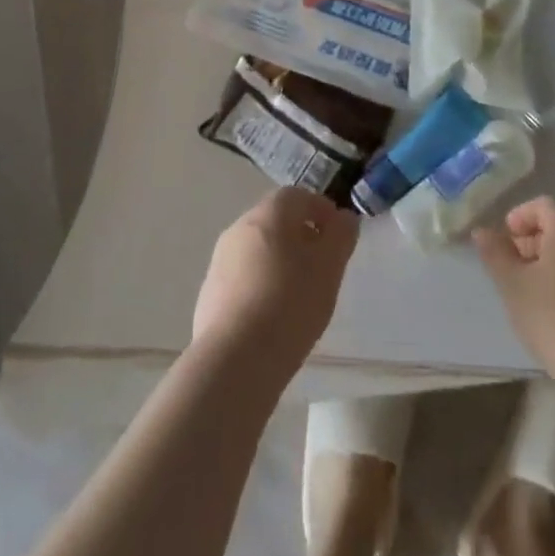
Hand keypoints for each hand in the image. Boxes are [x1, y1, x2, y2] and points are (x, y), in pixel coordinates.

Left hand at [192, 187, 358, 376]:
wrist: (234, 359)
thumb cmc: (290, 304)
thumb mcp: (329, 269)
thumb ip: (340, 237)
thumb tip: (344, 218)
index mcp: (269, 213)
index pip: (298, 196)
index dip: (321, 210)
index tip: (338, 236)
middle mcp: (240, 226)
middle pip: (276, 220)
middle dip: (301, 236)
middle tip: (322, 265)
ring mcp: (220, 259)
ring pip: (258, 248)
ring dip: (280, 260)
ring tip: (300, 293)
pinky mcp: (210, 290)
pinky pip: (243, 276)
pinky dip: (260, 284)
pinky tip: (273, 314)